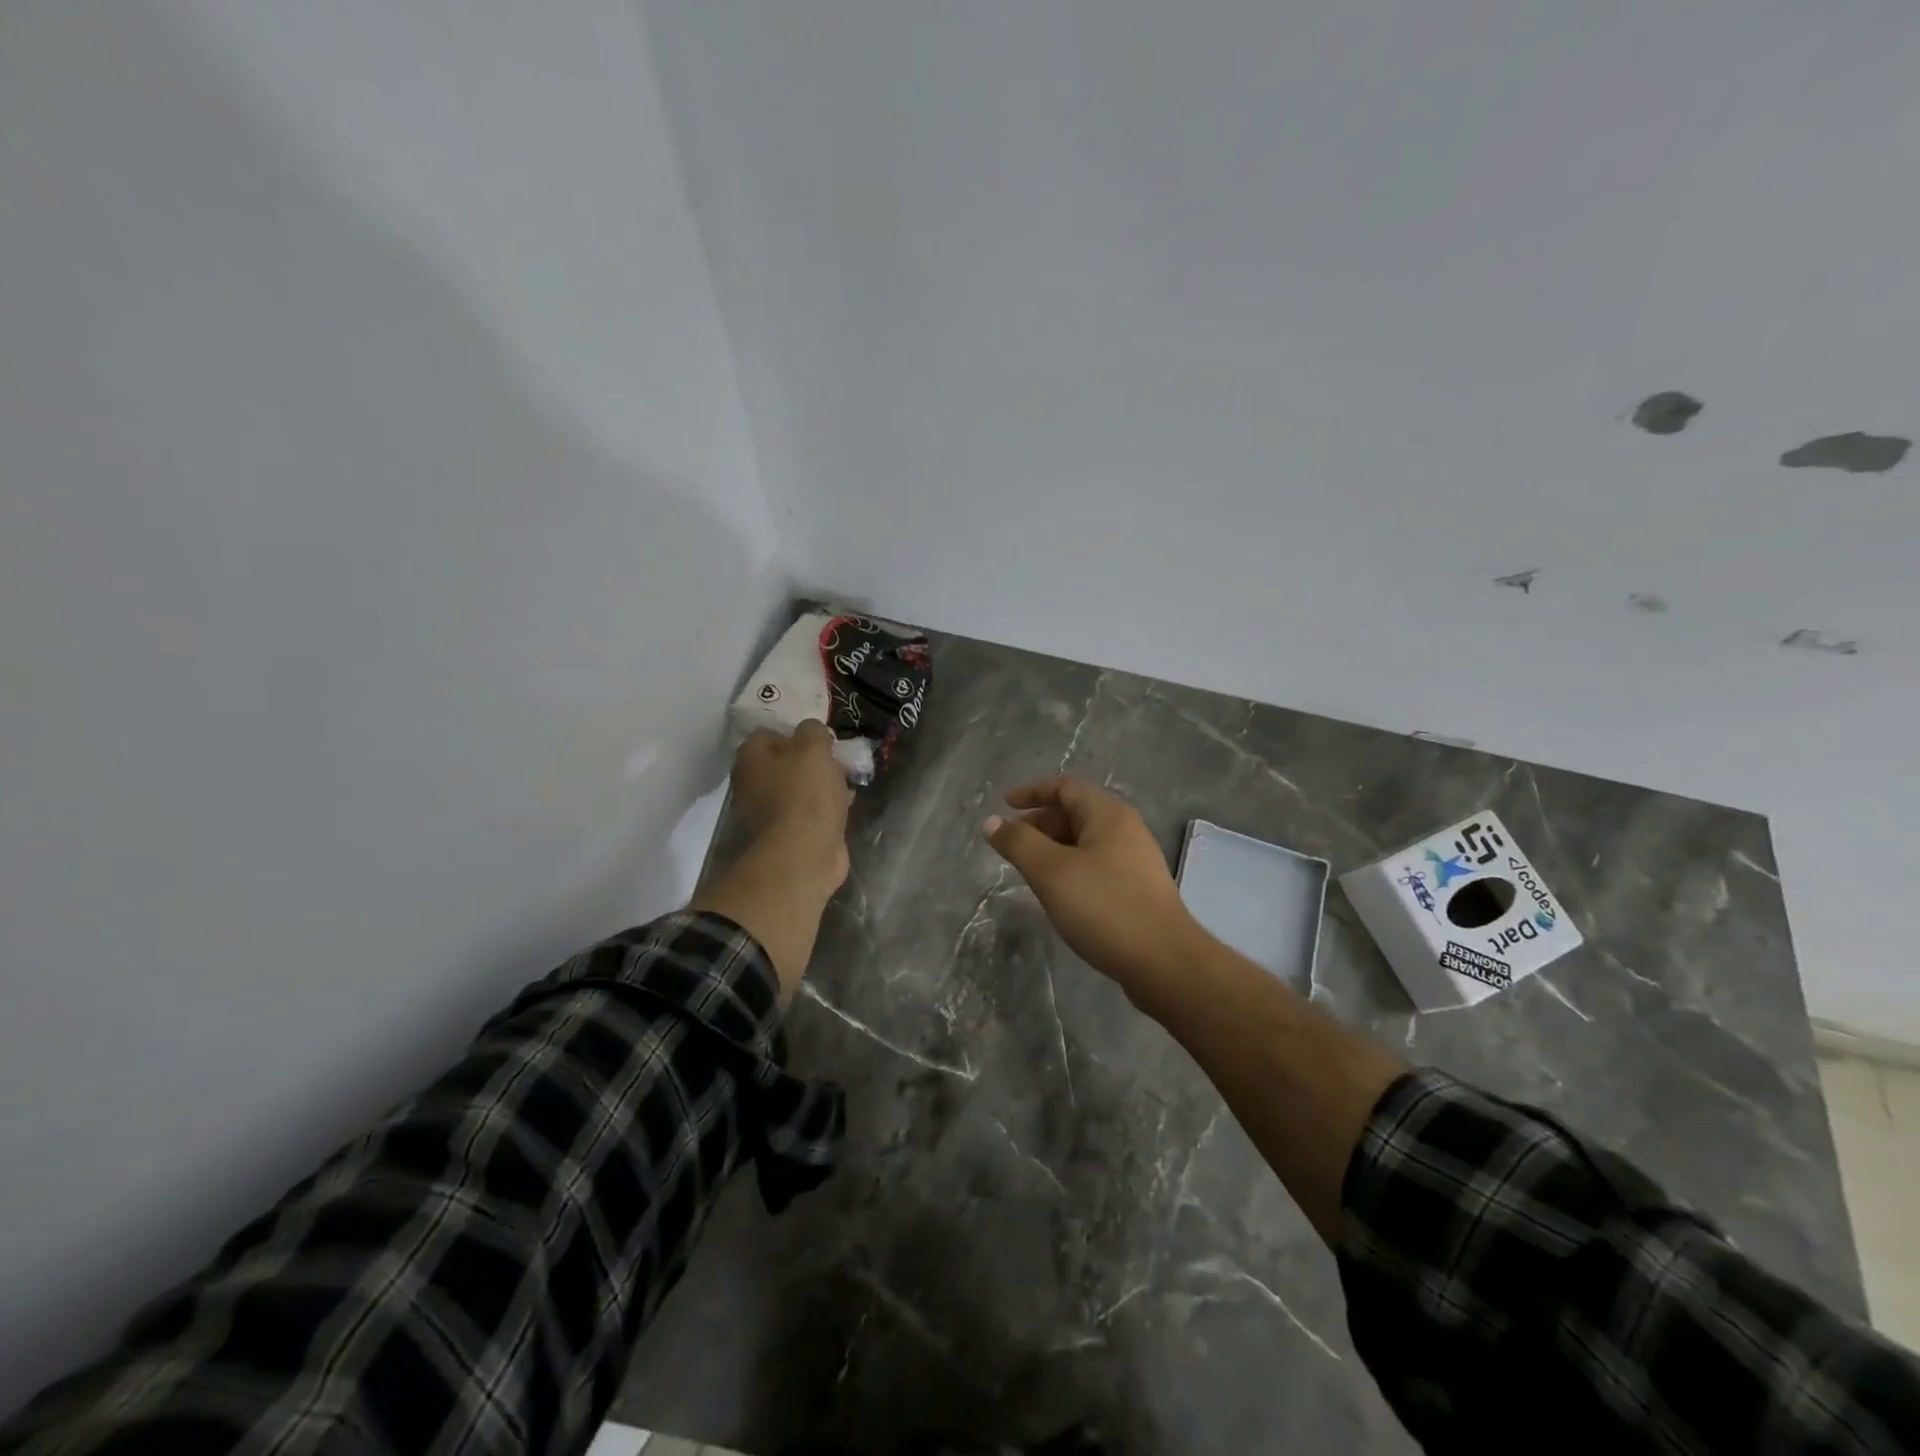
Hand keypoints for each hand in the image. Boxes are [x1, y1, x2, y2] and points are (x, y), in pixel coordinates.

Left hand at [732, 722, 852, 893]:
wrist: (805, 852)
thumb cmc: (806, 792)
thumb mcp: (814, 747)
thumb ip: (813, 730)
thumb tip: (811, 731)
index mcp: (750, 759)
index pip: (767, 734)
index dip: (795, 732)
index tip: (819, 738)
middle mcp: (751, 784)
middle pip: (783, 762)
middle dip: (810, 760)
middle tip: (836, 760)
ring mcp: (767, 812)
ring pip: (797, 787)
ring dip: (820, 783)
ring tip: (847, 781)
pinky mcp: (787, 833)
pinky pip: (807, 810)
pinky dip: (824, 806)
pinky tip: (846, 804)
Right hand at [984, 777, 1202, 996]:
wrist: (1165, 962)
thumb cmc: (1105, 907)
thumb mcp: (1052, 872)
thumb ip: (1019, 843)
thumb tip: (992, 821)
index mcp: (1109, 815)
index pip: (1066, 787)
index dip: (1033, 792)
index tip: (1004, 805)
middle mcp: (1126, 830)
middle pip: (1076, 813)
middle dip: (1040, 822)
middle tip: (1011, 843)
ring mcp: (1136, 861)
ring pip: (1086, 842)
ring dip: (1054, 848)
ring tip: (1029, 869)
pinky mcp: (1138, 890)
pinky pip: (1096, 865)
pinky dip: (1071, 868)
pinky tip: (1059, 893)